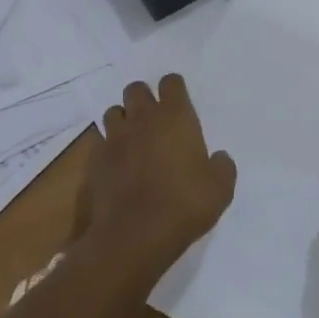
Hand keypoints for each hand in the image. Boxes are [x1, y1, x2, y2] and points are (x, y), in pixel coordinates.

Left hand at [76, 74, 235, 286]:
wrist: (135, 234)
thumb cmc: (184, 204)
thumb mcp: (220, 189)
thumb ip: (222, 167)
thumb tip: (219, 158)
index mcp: (175, 117)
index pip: (171, 82)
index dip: (174, 89)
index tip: (179, 102)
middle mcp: (143, 119)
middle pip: (136, 89)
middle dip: (144, 98)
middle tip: (154, 119)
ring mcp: (115, 138)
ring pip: (114, 112)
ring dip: (124, 120)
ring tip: (134, 139)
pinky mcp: (96, 160)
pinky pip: (101, 141)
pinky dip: (110, 147)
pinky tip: (119, 164)